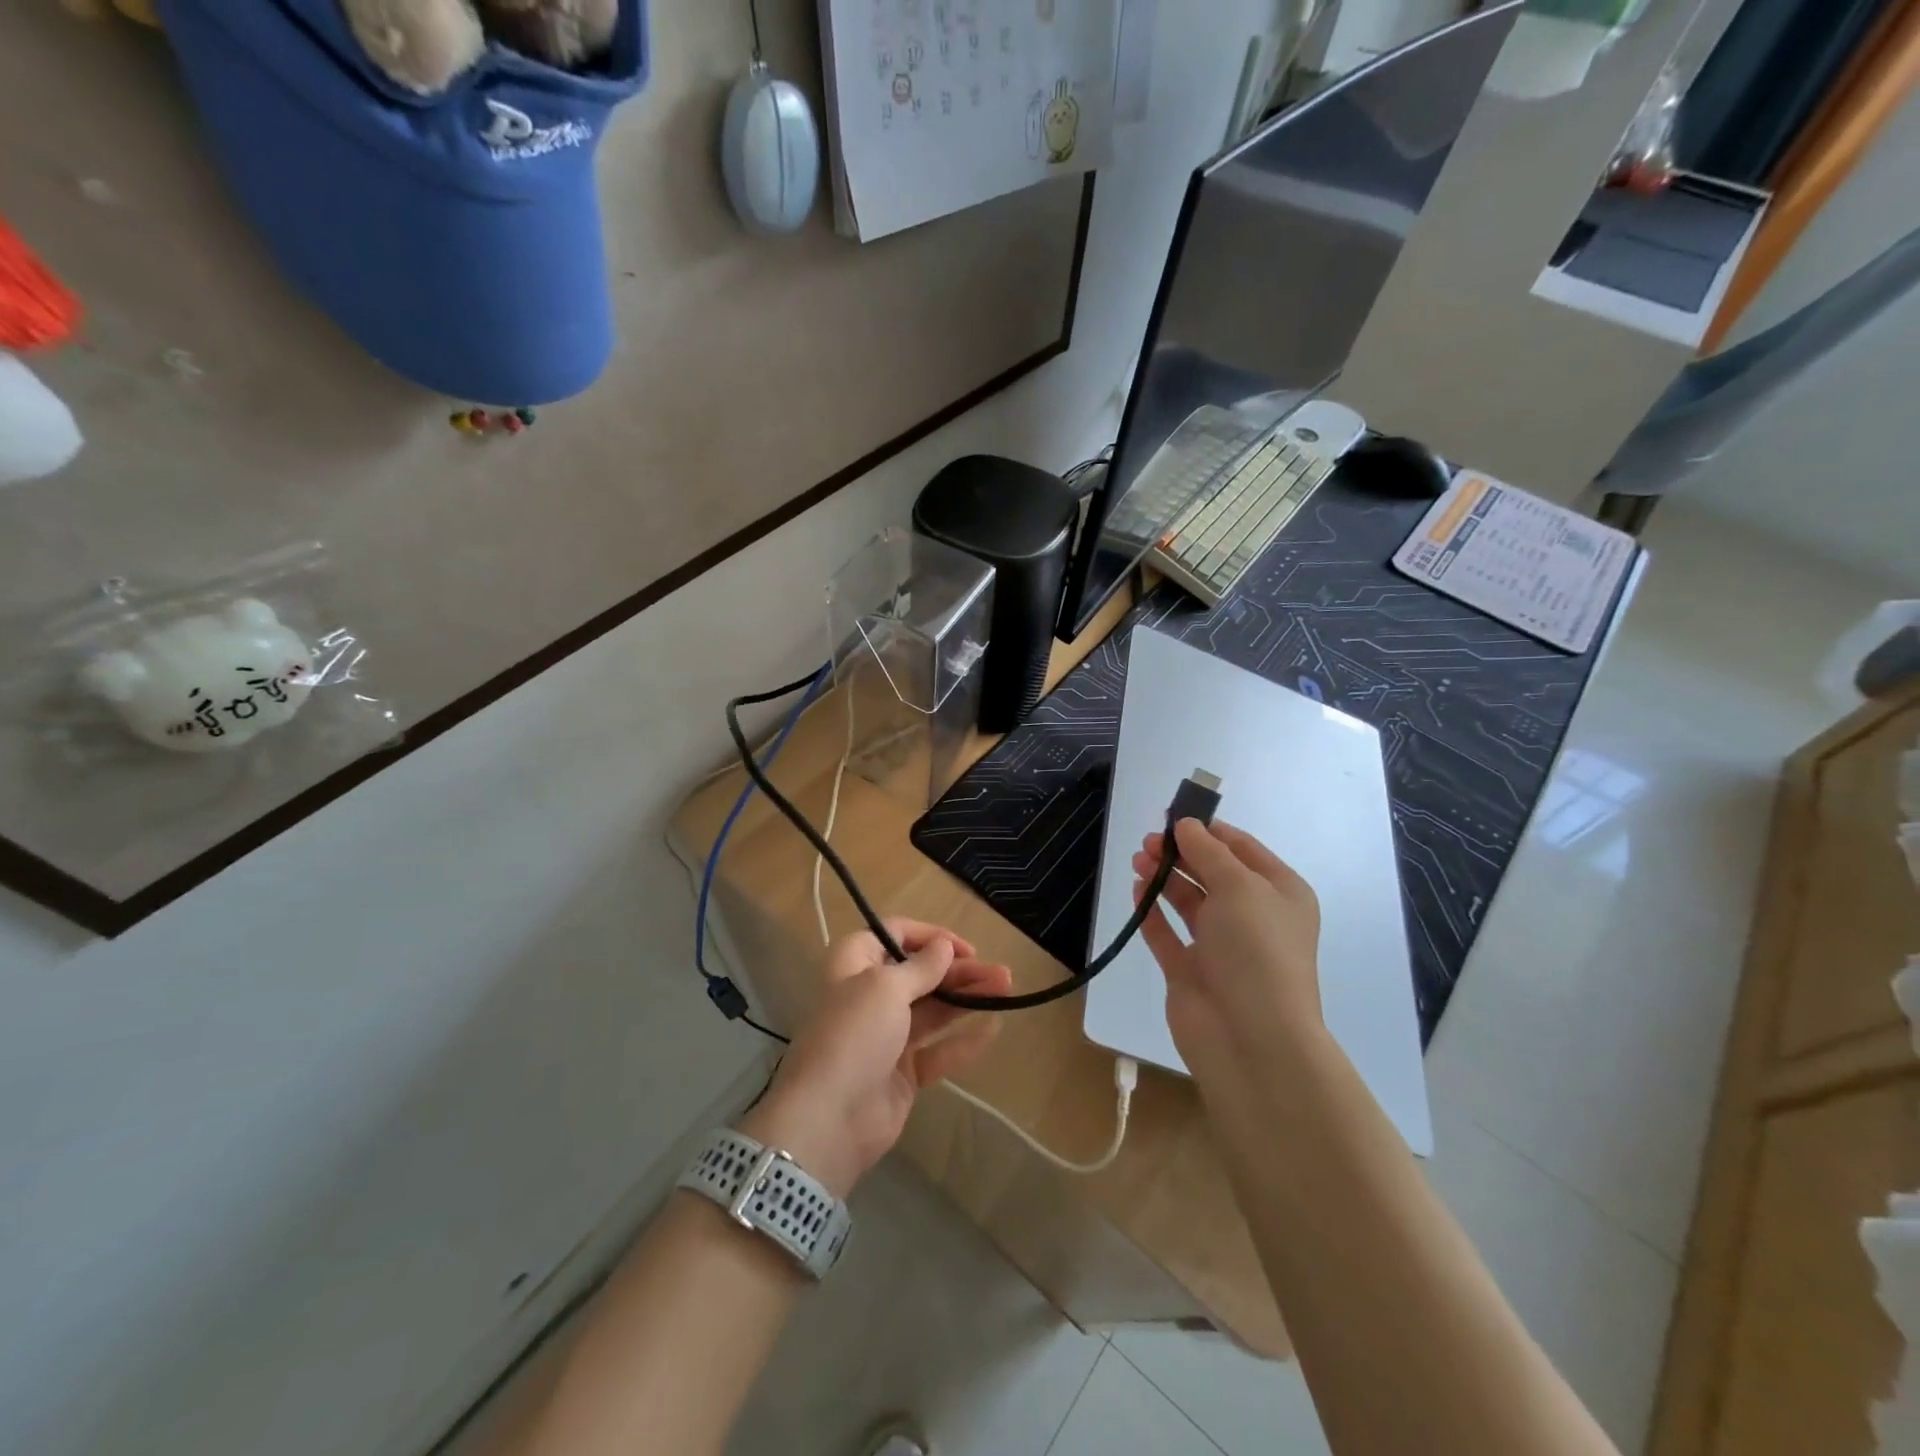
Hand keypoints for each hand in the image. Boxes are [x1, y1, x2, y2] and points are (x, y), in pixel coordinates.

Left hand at [741, 919, 1013, 1197]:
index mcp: (855, 964)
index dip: (930, 936)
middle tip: (1001, 973)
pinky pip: (938, 1049)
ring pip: (934, 1009)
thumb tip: (943, 945)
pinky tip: (993, 1027)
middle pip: (921, 973)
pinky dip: (963, 1039)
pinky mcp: (903, 1072)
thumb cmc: (854, 1035)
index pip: (894, 934)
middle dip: (960, 970)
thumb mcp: (886, 988)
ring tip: (1006, 989)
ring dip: (968, 998)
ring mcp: (887, 1035)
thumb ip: (921, 967)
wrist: (828, 1120)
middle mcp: (870, 994)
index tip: (963, 948)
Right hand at [1131, 818, 1324, 1076]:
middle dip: (1182, 852)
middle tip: (1149, 841)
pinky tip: (1138, 890)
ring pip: (1189, 901)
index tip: (1174, 815)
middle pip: (1212, 873)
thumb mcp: (1239, 887)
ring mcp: (1220, 946)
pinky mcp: (1191, 970)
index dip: (1209, 830)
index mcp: (1280, 894)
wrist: (1250, 1037)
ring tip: (1139, 859)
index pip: (1243, 849)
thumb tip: (1186, 825)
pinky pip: (1167, 933)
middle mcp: (1252, 917)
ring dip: (1165, 877)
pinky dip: (1152, 911)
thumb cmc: (1255, 950)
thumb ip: (1208, 852)